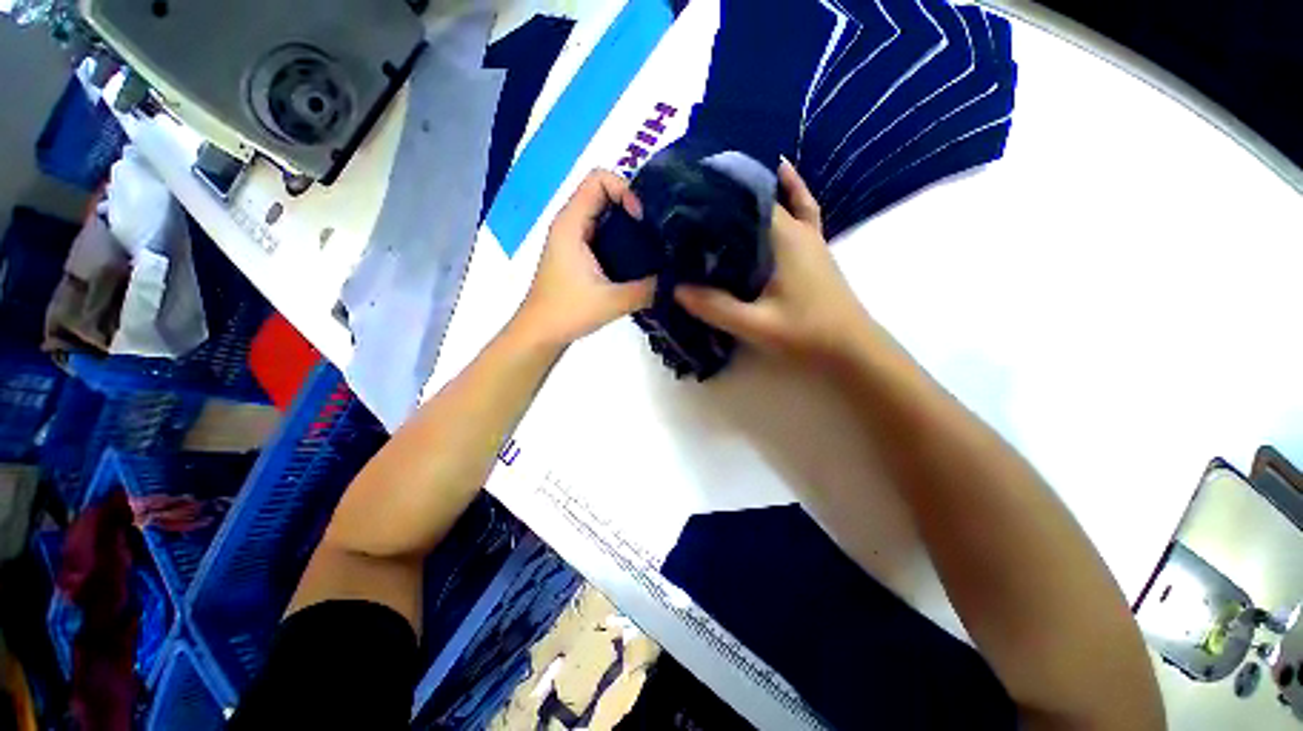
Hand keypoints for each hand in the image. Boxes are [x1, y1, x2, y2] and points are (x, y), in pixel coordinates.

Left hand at [514, 170, 654, 346]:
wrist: (541, 333)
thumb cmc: (567, 312)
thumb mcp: (612, 301)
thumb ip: (647, 290)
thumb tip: (677, 279)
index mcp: (571, 223)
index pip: (599, 179)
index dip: (625, 189)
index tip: (642, 219)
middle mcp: (571, 223)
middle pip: (604, 193)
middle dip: (633, 205)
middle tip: (657, 231)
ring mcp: (575, 239)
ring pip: (605, 215)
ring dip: (629, 224)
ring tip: (654, 244)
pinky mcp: (580, 254)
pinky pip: (604, 234)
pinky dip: (623, 239)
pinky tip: (640, 260)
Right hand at [675, 160, 874, 365]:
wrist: (851, 348)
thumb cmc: (806, 334)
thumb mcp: (756, 325)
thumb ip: (715, 307)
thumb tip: (676, 289)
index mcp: (782, 237)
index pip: (742, 201)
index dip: (712, 197)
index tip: (682, 200)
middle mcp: (796, 228)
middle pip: (755, 199)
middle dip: (723, 196)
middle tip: (689, 201)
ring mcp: (809, 236)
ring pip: (776, 202)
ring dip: (750, 194)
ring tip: (718, 189)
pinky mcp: (814, 248)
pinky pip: (801, 210)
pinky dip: (790, 193)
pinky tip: (781, 177)